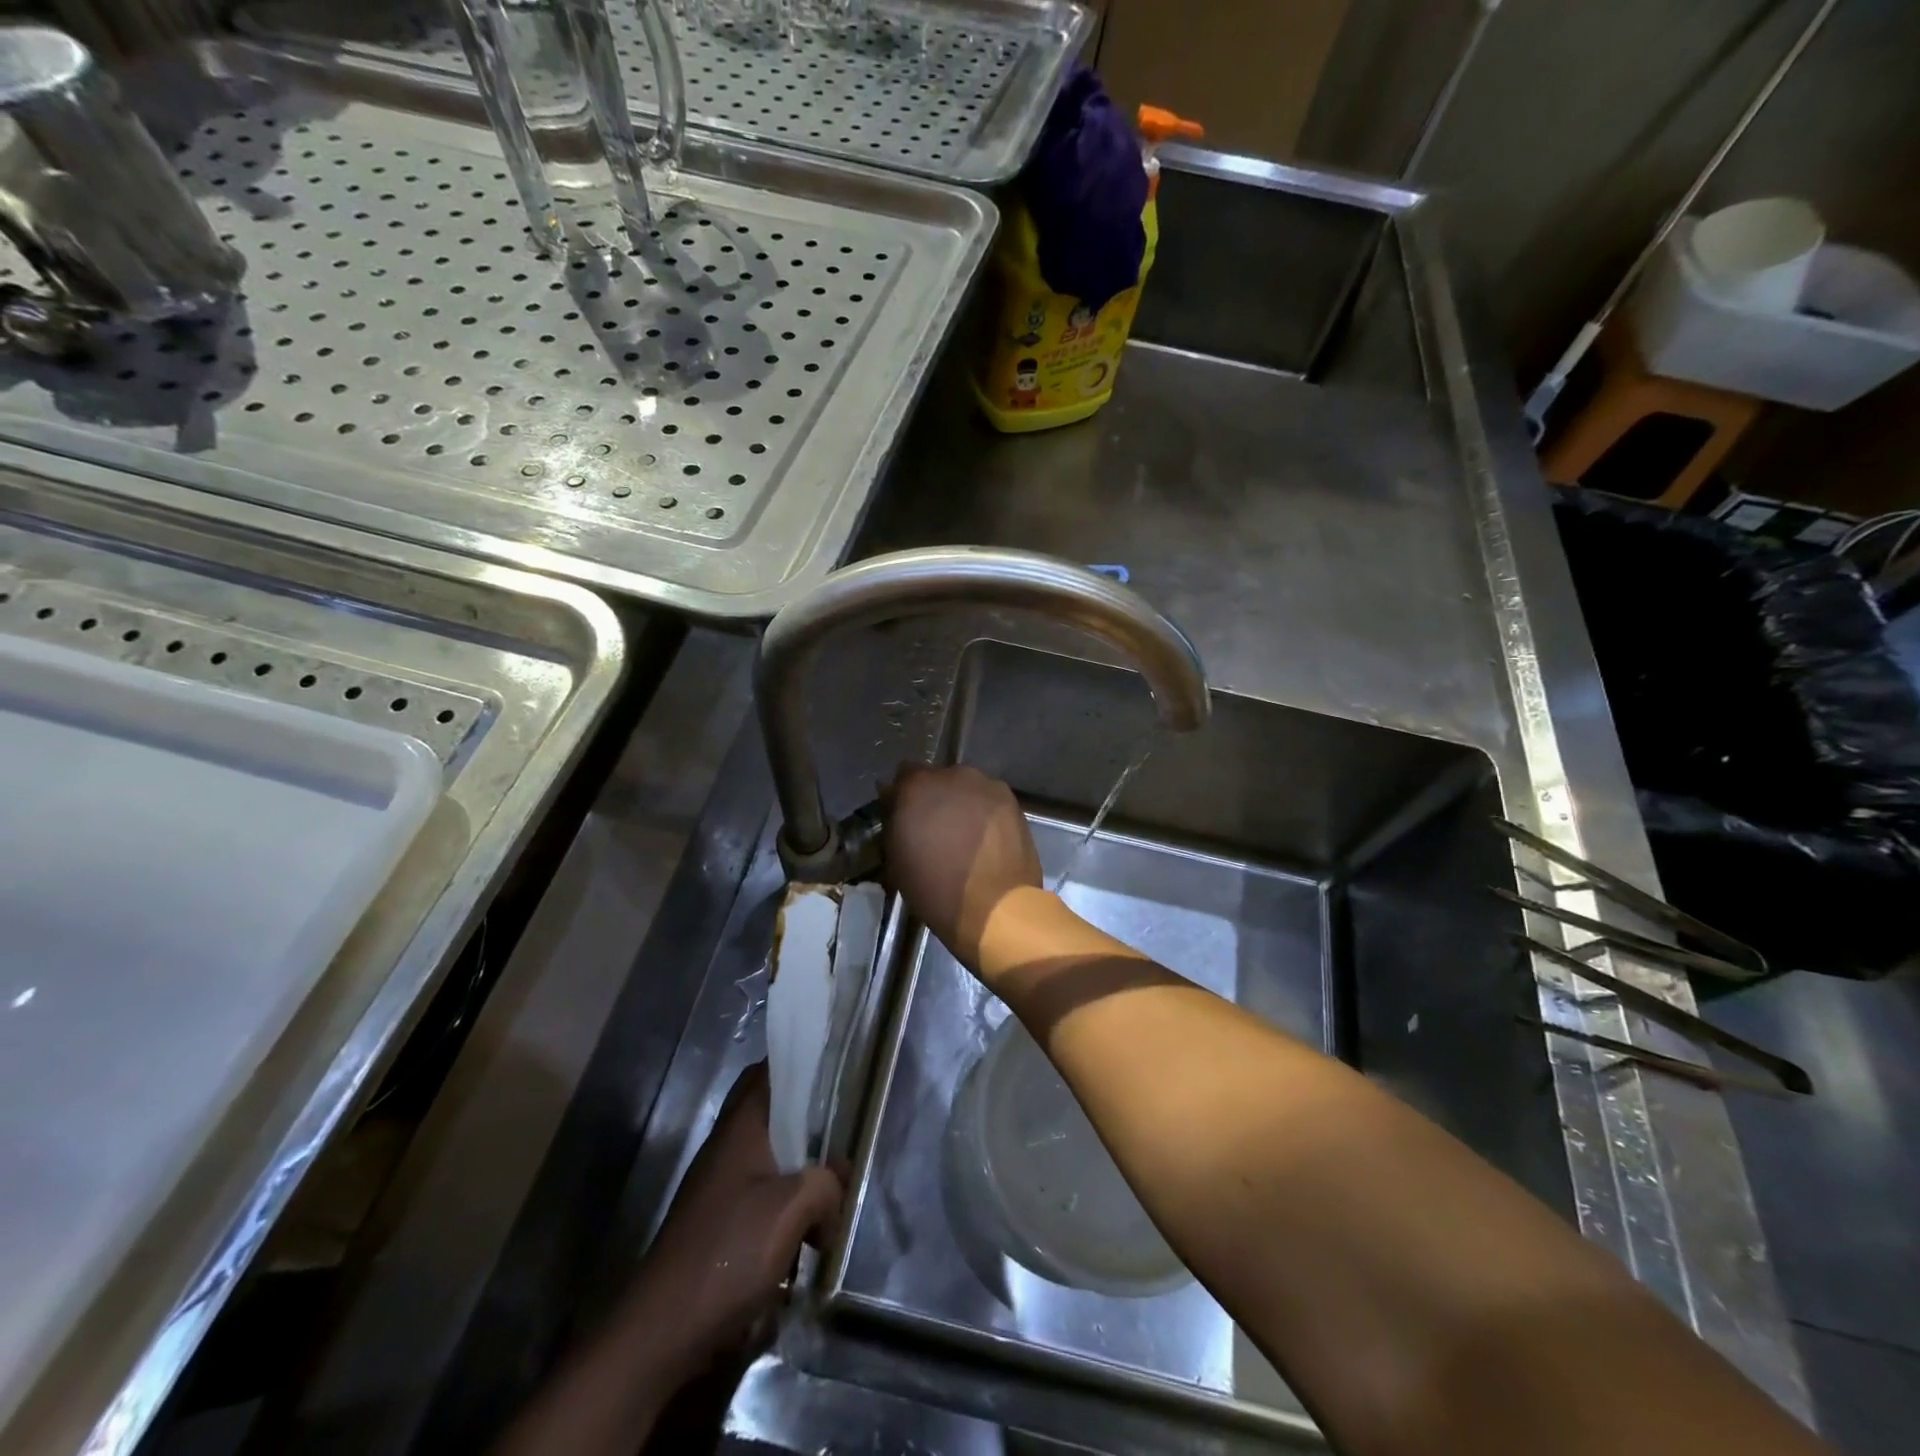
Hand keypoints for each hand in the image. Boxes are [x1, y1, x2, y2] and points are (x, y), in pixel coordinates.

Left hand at [619, 1062, 843, 1384]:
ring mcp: (720, 1188)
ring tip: (838, 1194)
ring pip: (773, 1161)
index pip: (768, 1071)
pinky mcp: (720, 1226)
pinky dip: (789, 1209)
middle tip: (847, 1134)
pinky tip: (810, 1239)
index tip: (837, 1066)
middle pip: (775, 1117)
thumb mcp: (793, 1208)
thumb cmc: (728, 1254)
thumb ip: (826, 1183)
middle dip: (812, 1125)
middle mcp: (727, 1149)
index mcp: (741, 1128)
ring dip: (804, 1174)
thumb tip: (835, 1190)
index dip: (800, 1061)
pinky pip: (764, 1199)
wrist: (660, 1333)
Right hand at [882, 763, 1042, 969]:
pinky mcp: (1011, 800)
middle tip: (935, 827)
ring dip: (961, 803)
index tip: (904, 817)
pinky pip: (989, 800)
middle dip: (934, 798)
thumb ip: (895, 823)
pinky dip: (984, 813)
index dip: (903, 796)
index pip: (903, 775)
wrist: (995, 907)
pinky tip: (986, 838)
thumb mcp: (896, 859)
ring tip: (964, 835)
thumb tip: (896, 806)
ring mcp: (985, 785)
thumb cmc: (935, 889)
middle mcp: (951, 775)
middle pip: (937, 779)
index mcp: (916, 786)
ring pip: (966, 788)